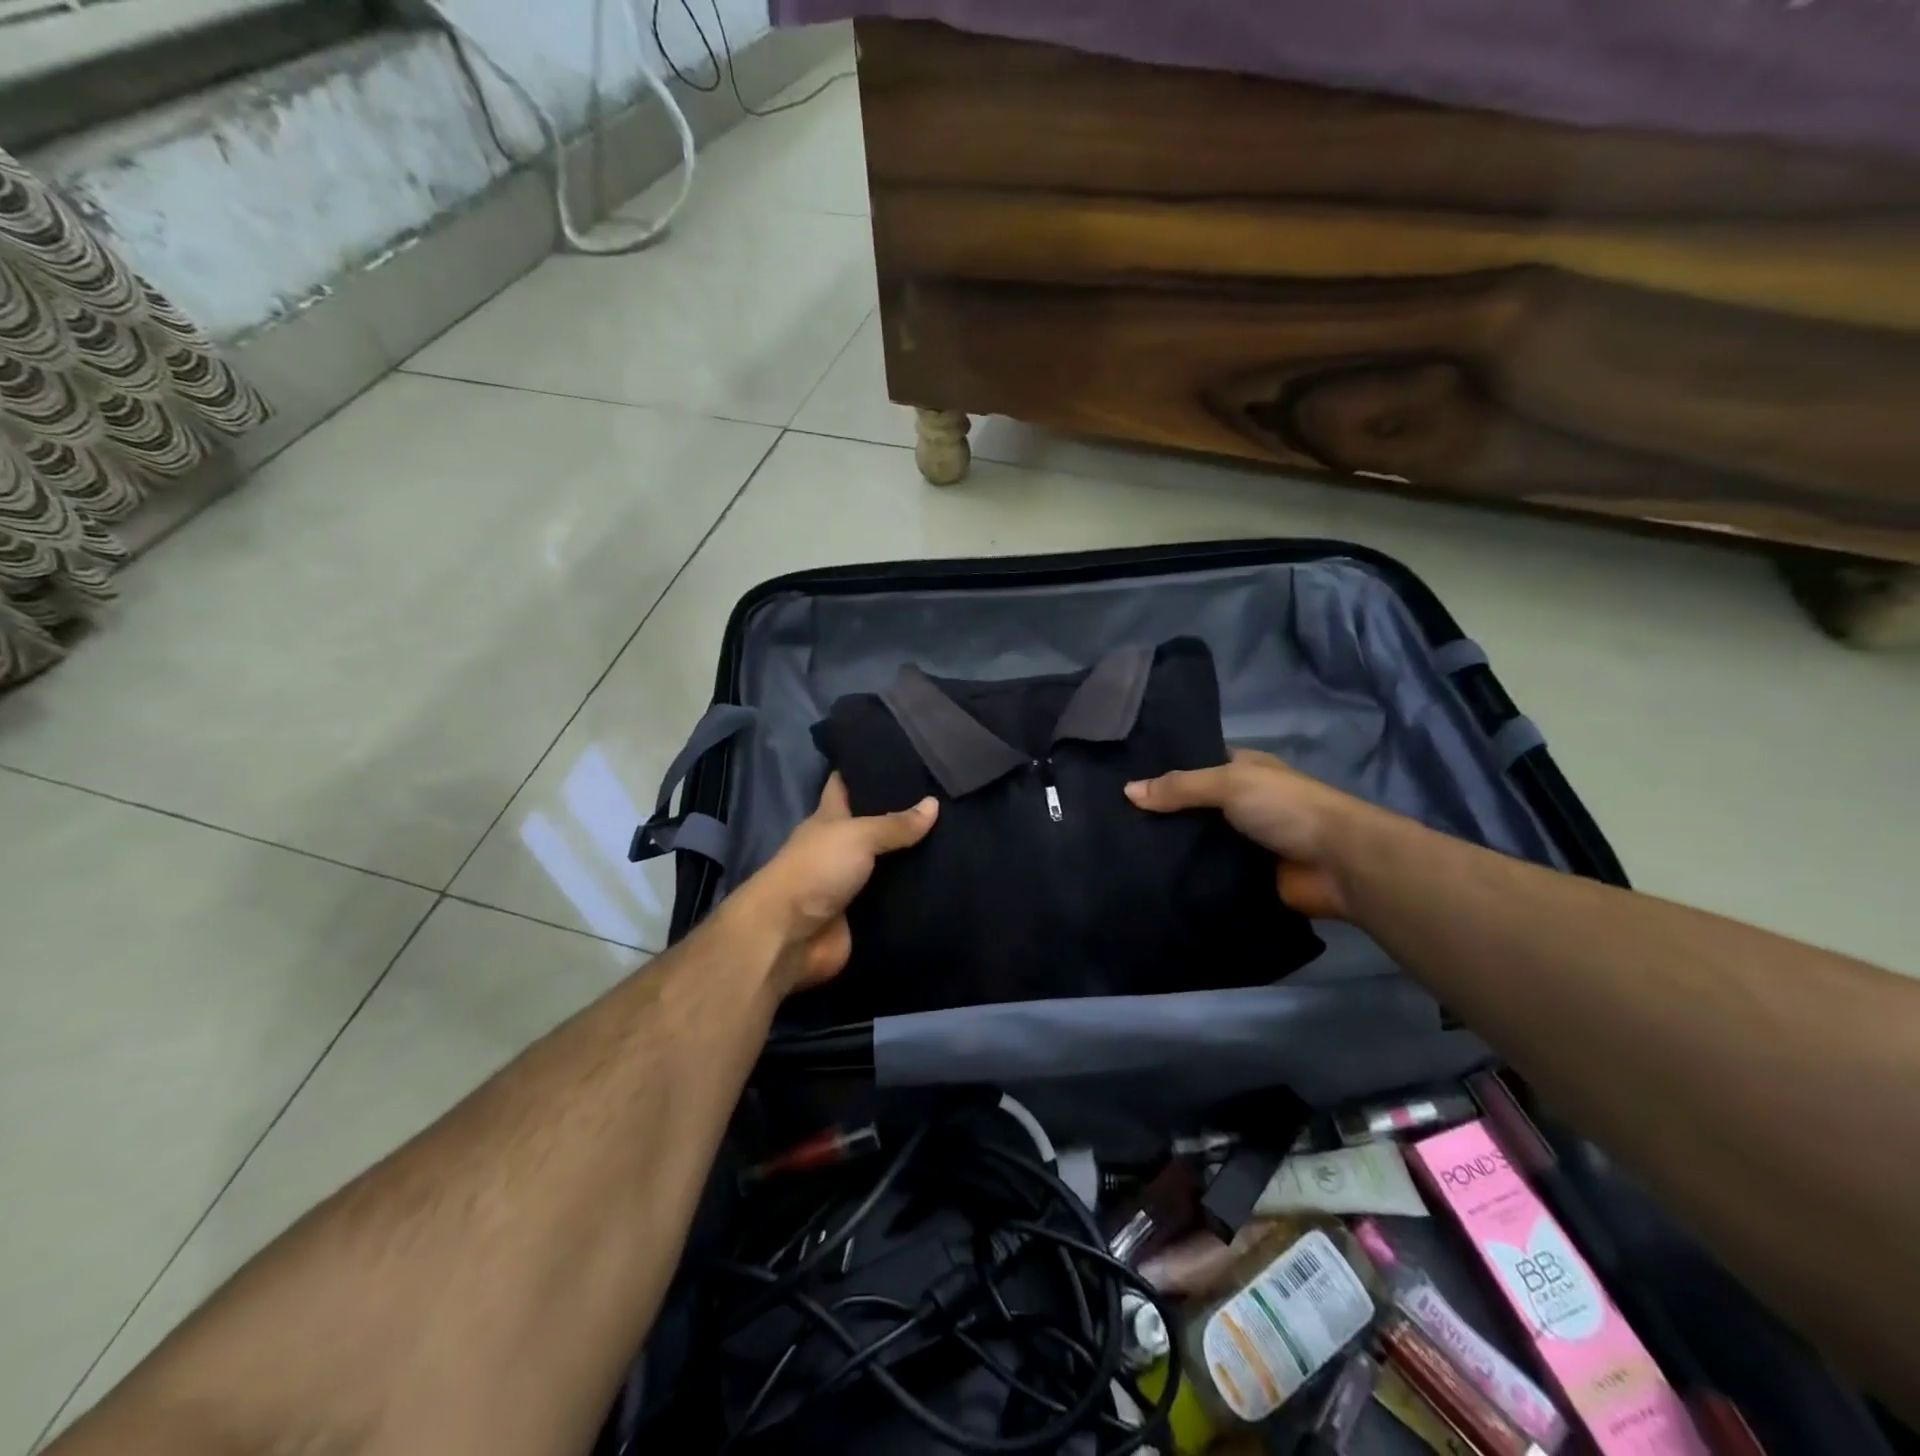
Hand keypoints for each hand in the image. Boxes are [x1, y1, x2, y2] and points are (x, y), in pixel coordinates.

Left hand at [730, 774, 938, 993]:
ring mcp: (851, 882)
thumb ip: (895, 823)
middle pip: (874, 825)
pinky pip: (895, 899)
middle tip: (945, 797)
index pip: (845, 785)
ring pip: (888, 863)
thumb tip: (934, 804)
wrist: (790, 937)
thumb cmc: (816, 870)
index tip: (898, 756)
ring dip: (914, 856)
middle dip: (902, 815)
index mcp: (829, 819)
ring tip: (958, 836)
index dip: (865, 770)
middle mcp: (840, 847)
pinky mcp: (864, 914)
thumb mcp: (857, 836)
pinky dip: (916, 892)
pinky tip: (948, 879)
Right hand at [1124, 748, 1372, 918]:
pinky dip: (1183, 876)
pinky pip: (1205, 873)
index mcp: (1243, 770)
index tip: (1119, 778)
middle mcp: (1241, 803)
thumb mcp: (1229, 783)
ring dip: (1168, 847)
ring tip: (1118, 850)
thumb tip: (1127, 791)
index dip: (1162, 770)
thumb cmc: (1285, 808)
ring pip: (1195, 842)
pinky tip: (1146, 877)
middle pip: (1191, 806)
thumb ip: (1180, 787)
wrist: (1338, 864)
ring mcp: (1242, 842)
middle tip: (1109, 821)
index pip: (1194, 765)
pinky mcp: (1243, 877)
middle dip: (1159, 813)